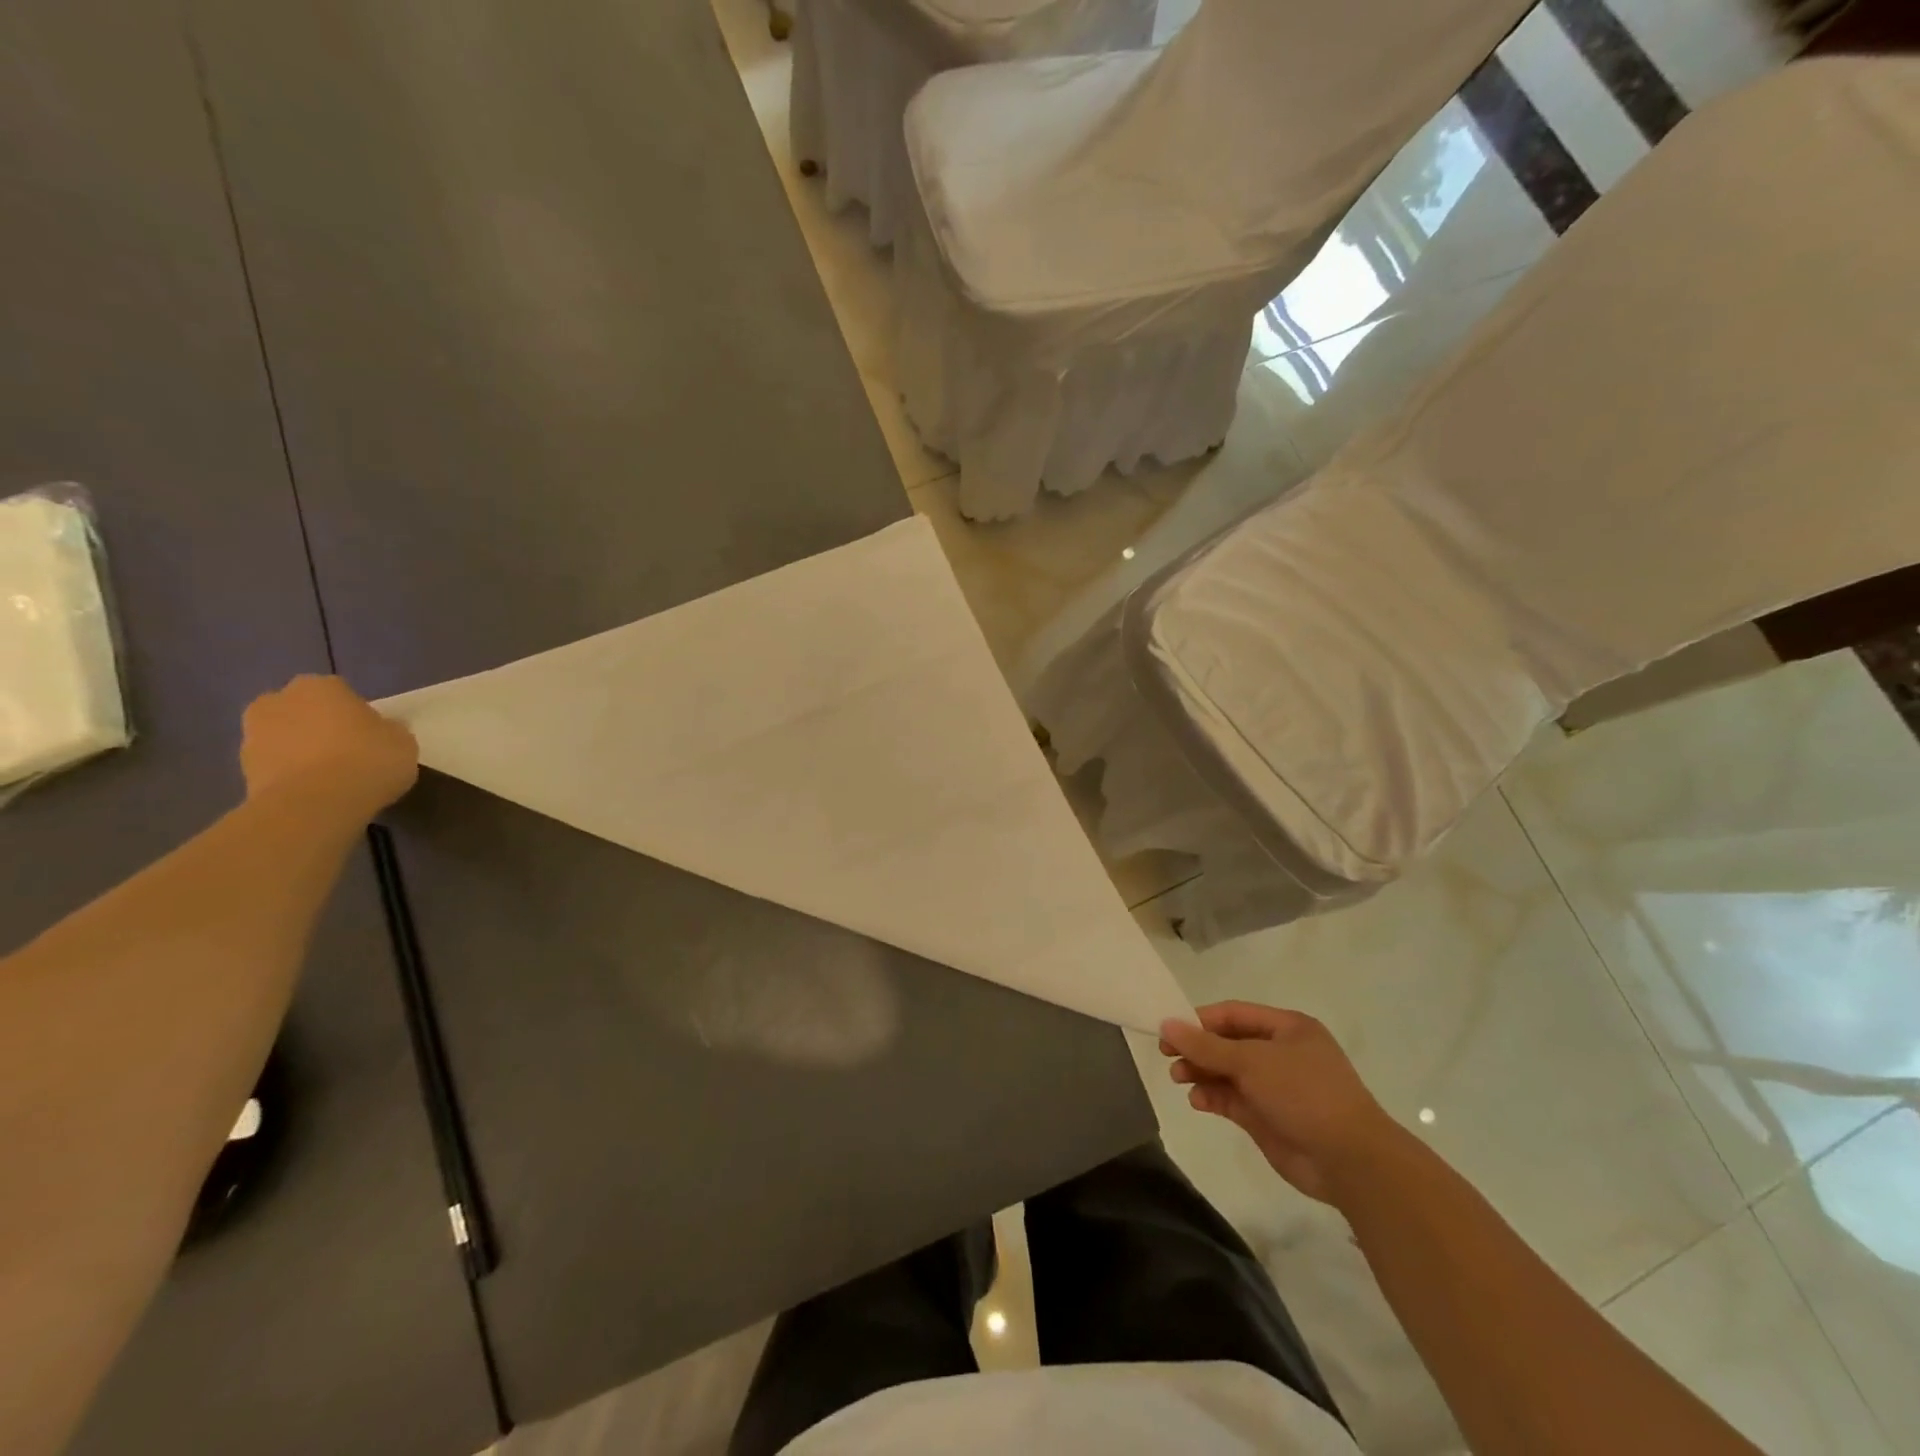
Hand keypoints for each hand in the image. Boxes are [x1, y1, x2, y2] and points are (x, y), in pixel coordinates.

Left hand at [240, 676, 418, 822]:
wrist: (314, 804)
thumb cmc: (368, 760)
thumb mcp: (403, 741)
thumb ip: (389, 730)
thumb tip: (382, 730)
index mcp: (321, 686)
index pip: (341, 692)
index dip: (357, 713)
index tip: (371, 734)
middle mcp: (279, 700)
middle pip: (305, 710)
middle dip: (320, 725)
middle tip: (348, 751)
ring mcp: (254, 734)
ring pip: (286, 736)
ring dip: (302, 750)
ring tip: (332, 776)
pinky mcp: (242, 768)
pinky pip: (276, 764)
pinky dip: (291, 774)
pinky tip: (316, 791)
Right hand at [1161, 1002, 1399, 1204]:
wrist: (1350, 1161)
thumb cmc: (1304, 1094)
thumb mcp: (1251, 1062)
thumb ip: (1205, 1045)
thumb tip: (1166, 1023)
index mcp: (1288, 1028)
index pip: (1234, 1014)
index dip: (1200, 1020)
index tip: (1169, 1029)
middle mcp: (1281, 1054)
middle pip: (1228, 1043)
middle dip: (1198, 1048)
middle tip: (1167, 1055)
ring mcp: (1276, 1087)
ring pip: (1228, 1073)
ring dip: (1202, 1073)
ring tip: (1178, 1079)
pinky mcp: (1268, 1118)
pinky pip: (1233, 1100)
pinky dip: (1213, 1098)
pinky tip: (1198, 1102)